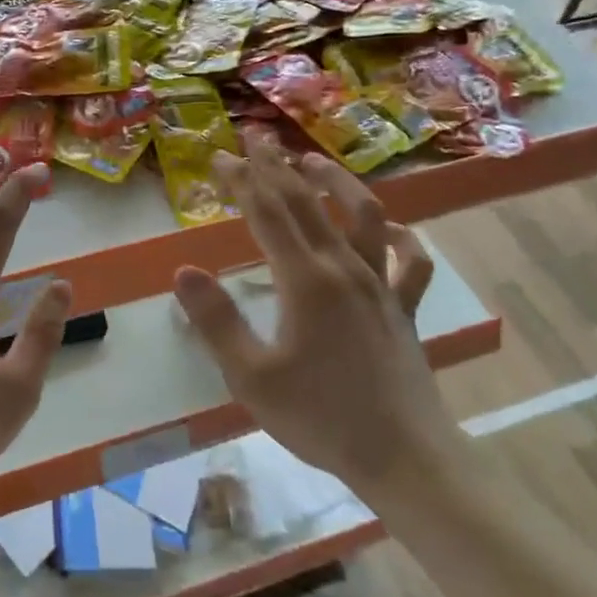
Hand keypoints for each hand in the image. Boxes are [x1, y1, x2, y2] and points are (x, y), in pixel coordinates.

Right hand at [171, 140, 468, 518]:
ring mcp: (381, 286)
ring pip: (363, 217)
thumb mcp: (251, 376)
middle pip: (307, 203)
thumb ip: (216, 320)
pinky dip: (403, 238)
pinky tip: (390, 227)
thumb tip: (185, 271)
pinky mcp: (404, 308)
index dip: (242, 180)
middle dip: (277, 167)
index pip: (267, 214)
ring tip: (313, 161)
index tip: (220, 156)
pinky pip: (412, 263)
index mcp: (305, 280)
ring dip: (337, 183)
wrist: (403, 458)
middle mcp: (344, 269)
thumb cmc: (320, 418)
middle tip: (255, 139)